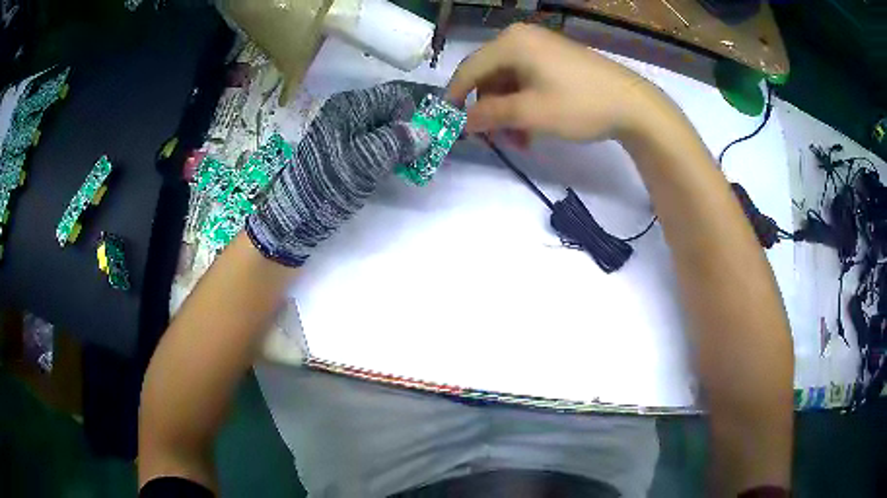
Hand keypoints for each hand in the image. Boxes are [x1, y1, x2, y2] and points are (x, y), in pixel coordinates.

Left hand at [246, 81, 434, 266]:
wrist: (294, 217)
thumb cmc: (327, 185)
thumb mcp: (363, 161)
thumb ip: (396, 142)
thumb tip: (425, 132)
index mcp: (350, 107)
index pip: (395, 94)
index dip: (421, 106)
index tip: (443, 122)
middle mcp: (348, 114)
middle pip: (392, 109)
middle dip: (417, 123)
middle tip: (439, 141)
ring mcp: (346, 133)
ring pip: (386, 127)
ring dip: (407, 139)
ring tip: (427, 154)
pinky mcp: (346, 152)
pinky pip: (377, 143)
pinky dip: (395, 151)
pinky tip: (407, 163)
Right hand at [447, 23, 666, 143]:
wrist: (633, 104)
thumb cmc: (580, 104)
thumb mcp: (531, 113)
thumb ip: (491, 116)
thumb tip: (464, 122)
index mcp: (511, 43)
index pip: (469, 69)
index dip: (455, 97)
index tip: (447, 122)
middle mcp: (521, 38)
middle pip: (489, 76)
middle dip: (488, 110)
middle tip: (493, 140)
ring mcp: (540, 47)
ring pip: (509, 81)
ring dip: (508, 112)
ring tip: (519, 141)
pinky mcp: (555, 59)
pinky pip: (527, 80)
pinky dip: (524, 104)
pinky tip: (532, 128)